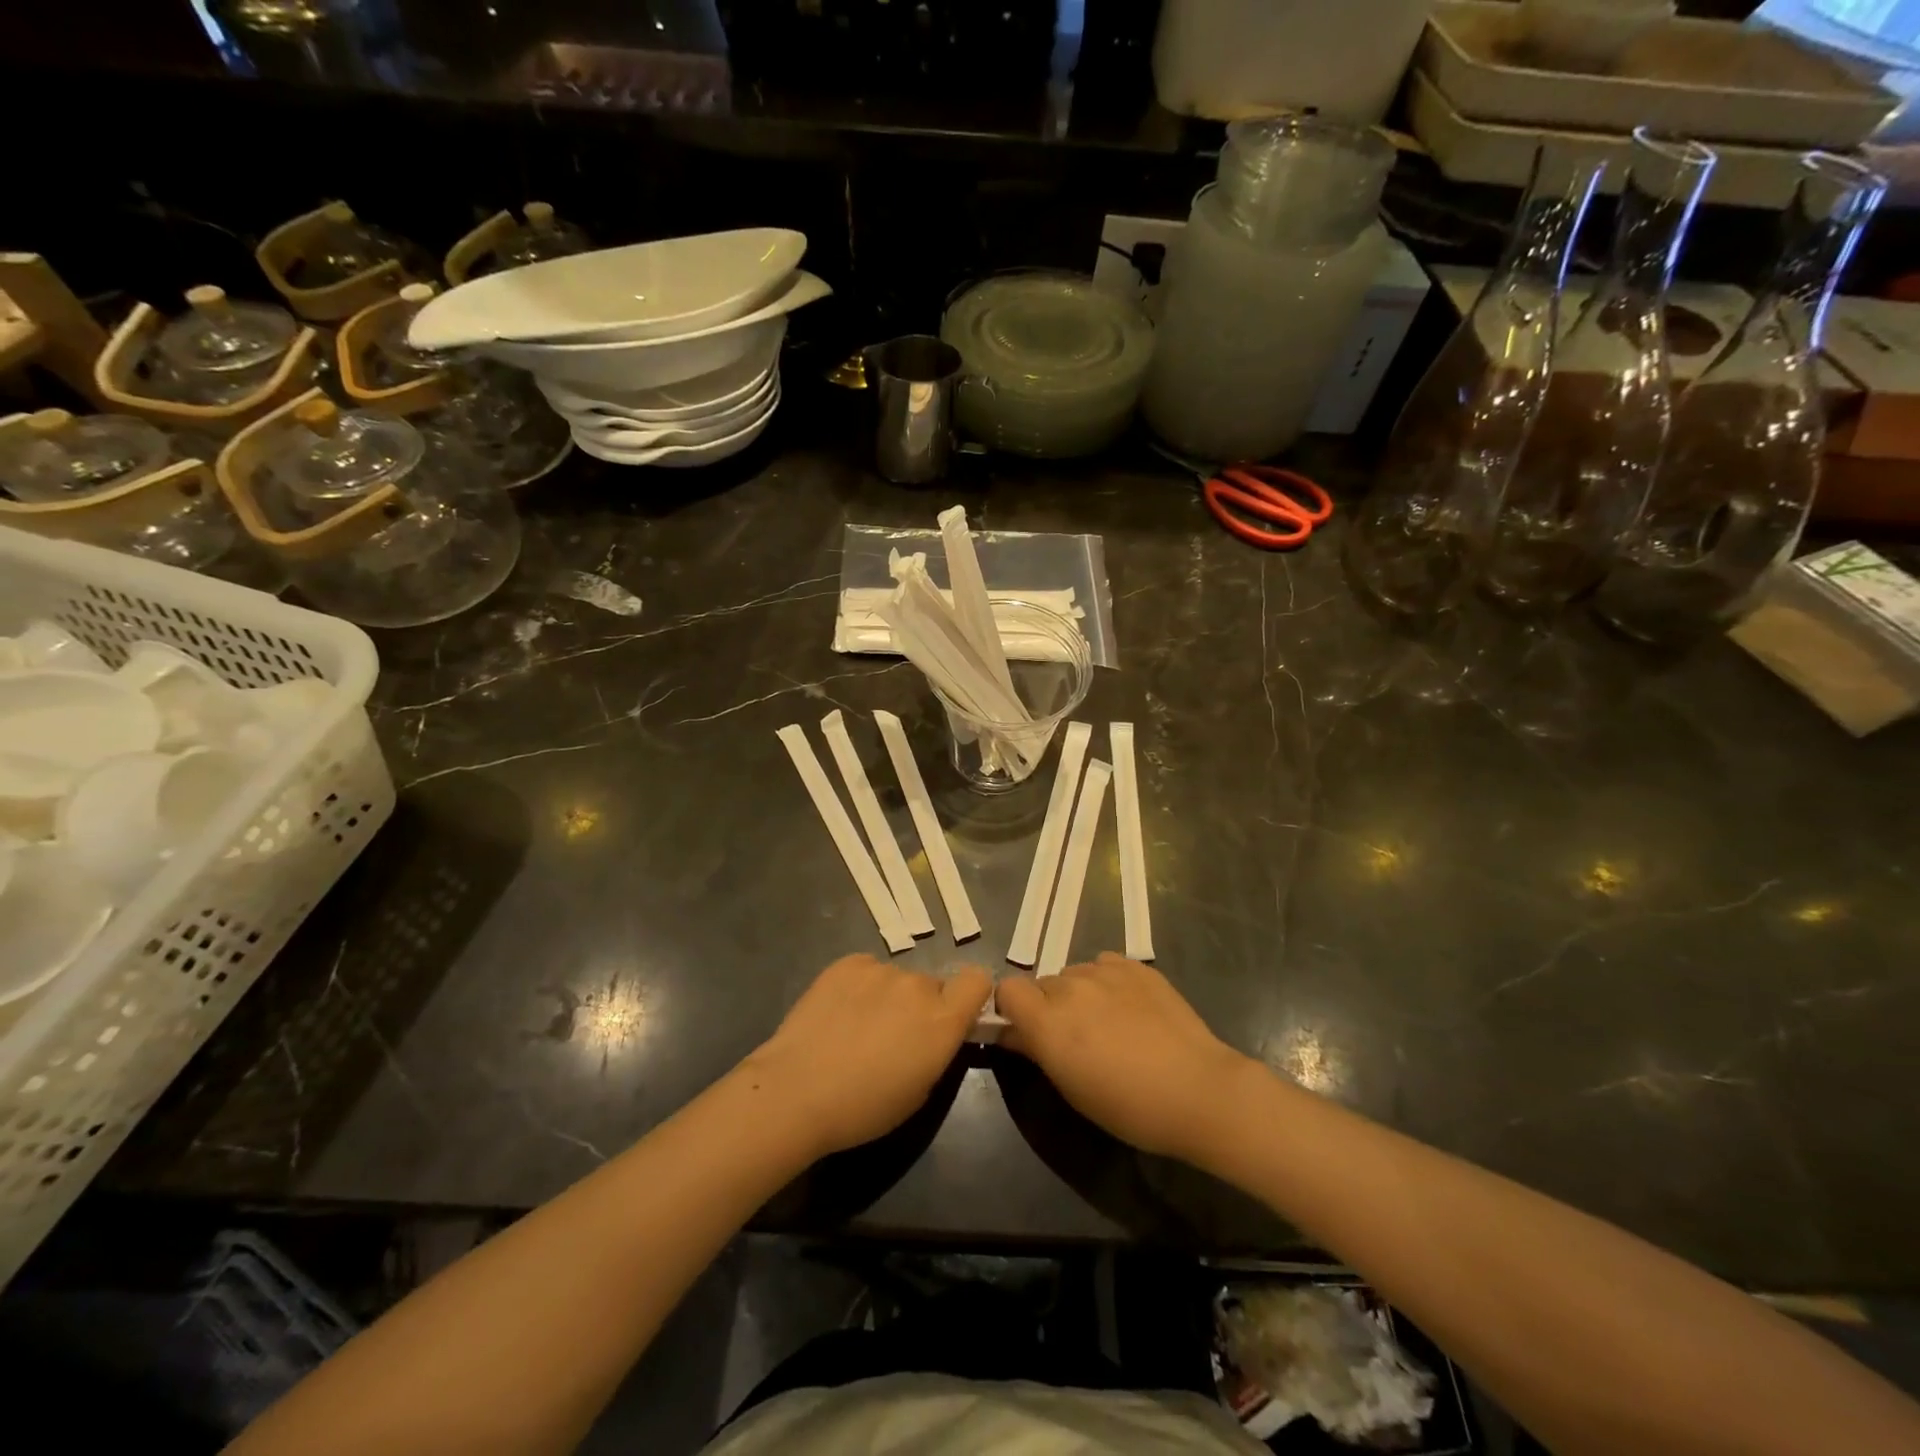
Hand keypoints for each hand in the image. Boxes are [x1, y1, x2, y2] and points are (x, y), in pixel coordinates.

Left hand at [739, 954, 990, 1159]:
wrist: (796, 1091)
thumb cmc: (863, 1108)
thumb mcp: (919, 1092)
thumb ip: (937, 1051)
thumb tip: (935, 1034)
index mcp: (942, 1019)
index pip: (978, 980)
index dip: (969, 996)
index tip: (954, 1017)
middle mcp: (917, 985)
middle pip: (932, 985)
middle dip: (920, 1007)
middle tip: (892, 1037)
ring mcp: (880, 969)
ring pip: (896, 979)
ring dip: (887, 997)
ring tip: (855, 1028)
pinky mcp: (846, 962)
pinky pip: (866, 970)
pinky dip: (859, 987)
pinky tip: (837, 1014)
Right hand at [996, 953, 1252, 1162]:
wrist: (1198, 1090)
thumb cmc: (1129, 1106)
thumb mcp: (1072, 1088)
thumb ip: (1037, 1050)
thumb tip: (1013, 1033)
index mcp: (1048, 1020)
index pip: (1007, 989)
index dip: (1011, 1007)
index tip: (1025, 1030)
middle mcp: (1070, 986)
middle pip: (1042, 984)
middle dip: (1049, 1006)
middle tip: (1074, 1038)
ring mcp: (1105, 971)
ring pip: (1074, 973)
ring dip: (1078, 994)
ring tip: (1108, 1023)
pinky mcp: (1136, 966)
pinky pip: (1104, 965)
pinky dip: (1106, 982)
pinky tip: (1128, 1007)